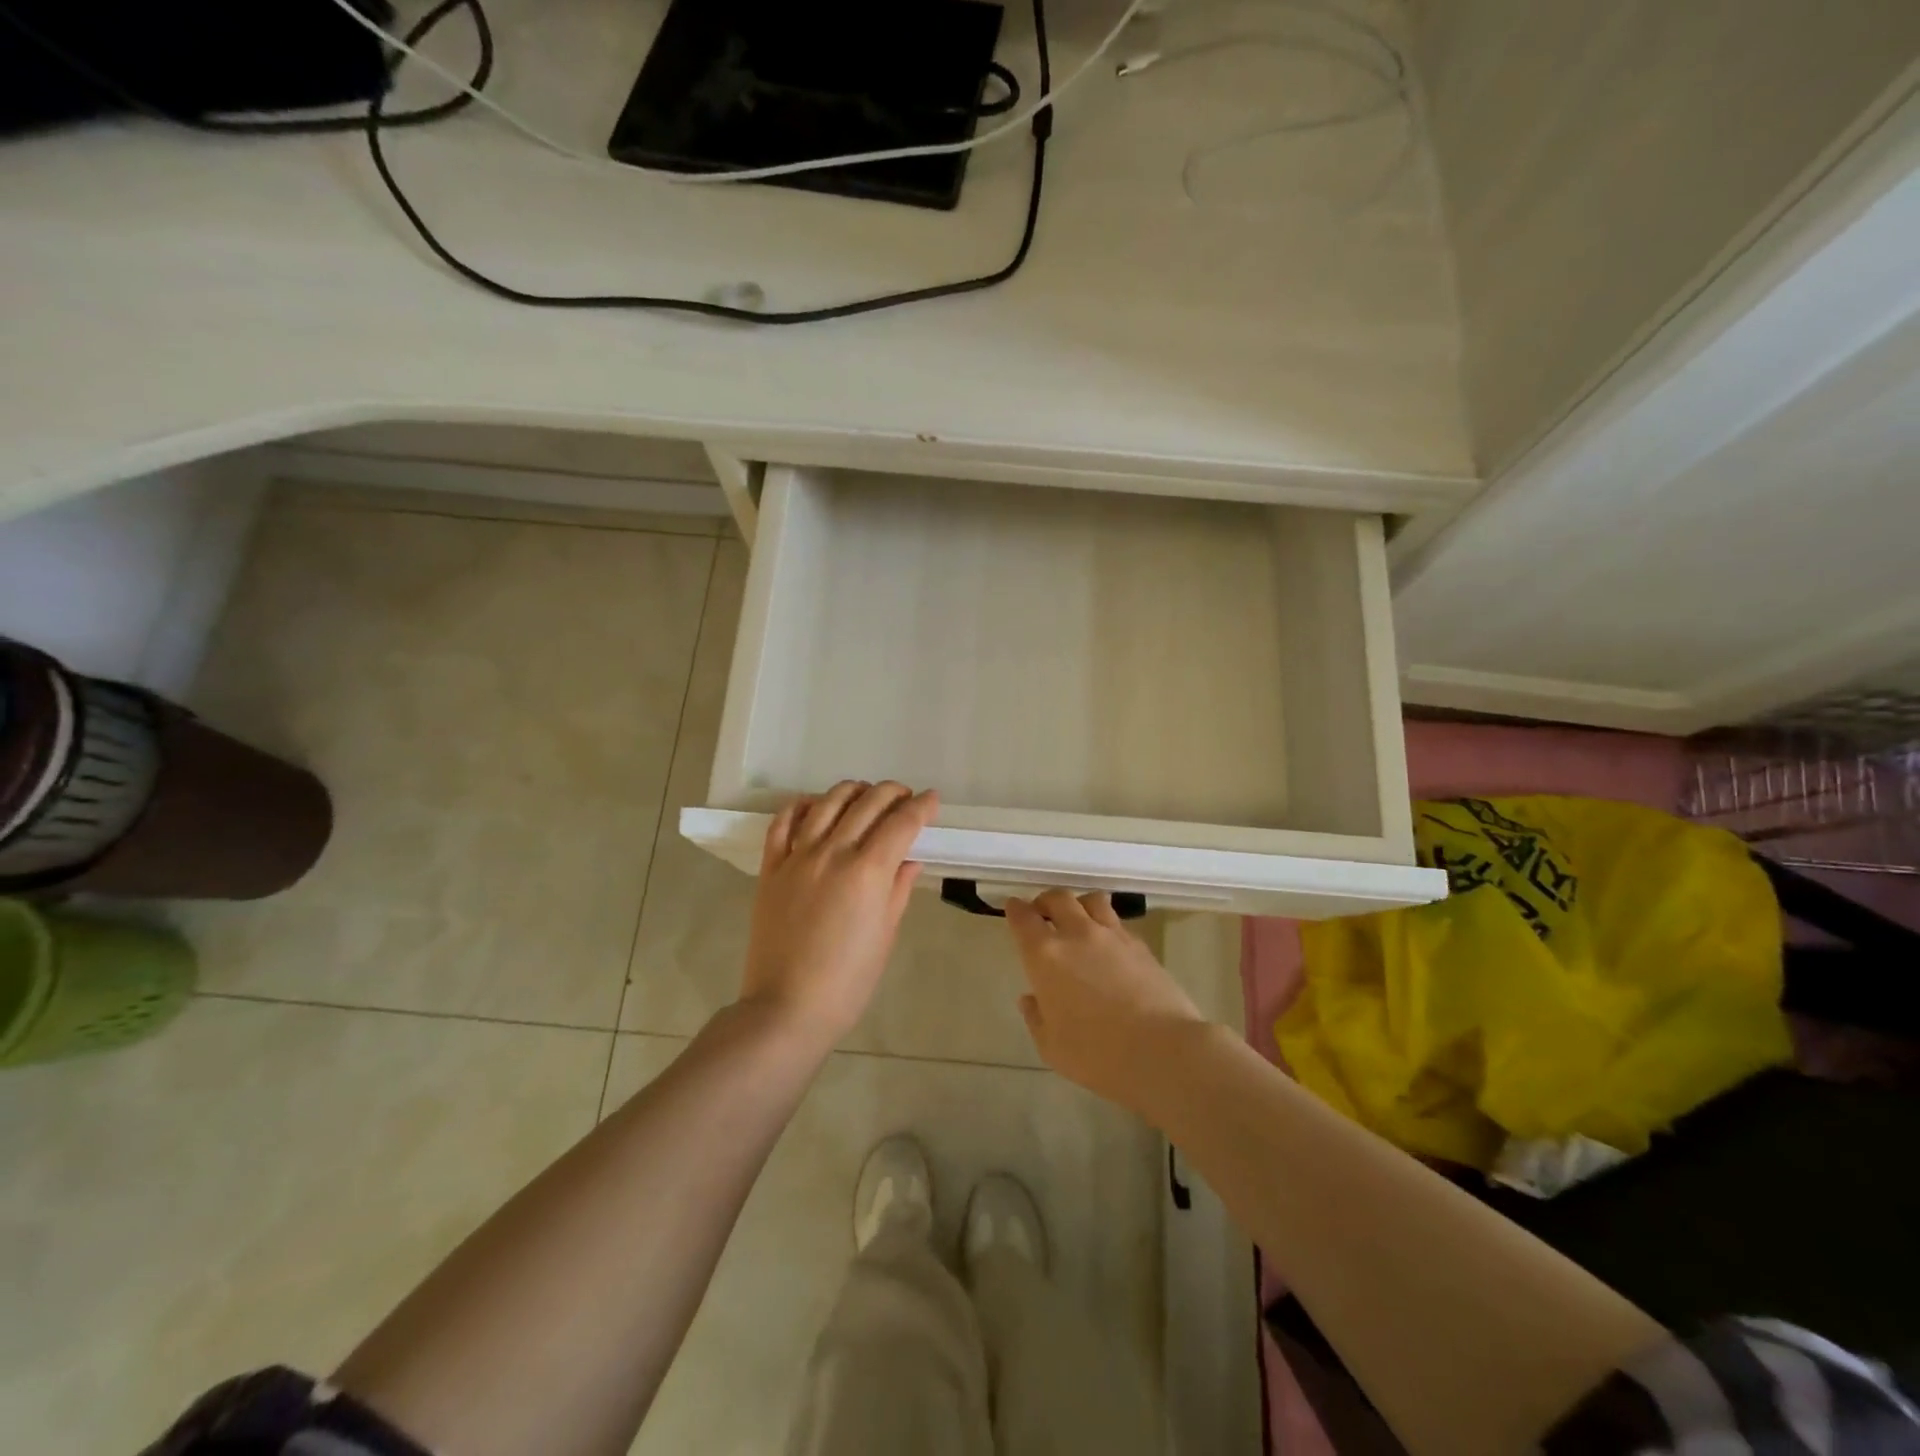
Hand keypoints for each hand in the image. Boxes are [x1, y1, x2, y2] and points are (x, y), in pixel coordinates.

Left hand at [740, 780, 938, 1048]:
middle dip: (893, 793)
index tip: (932, 800)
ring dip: (852, 791)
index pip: (901, 823)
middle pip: (868, 803)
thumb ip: (898, 890)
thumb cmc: (847, 981)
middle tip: (905, 798)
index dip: (921, 807)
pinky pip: (783, 823)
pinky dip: (801, 806)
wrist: (786, 1007)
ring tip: (865, 795)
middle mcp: (833, 852)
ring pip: (827, 803)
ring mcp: (798, 856)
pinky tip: (815, 805)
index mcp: (868, 872)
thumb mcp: (885, 935)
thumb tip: (909, 860)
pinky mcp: (771, 867)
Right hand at [1006, 890, 1206, 1113]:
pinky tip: (1107, 946)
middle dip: (1046, 902)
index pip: (1024, 918)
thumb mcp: (1051, 1047)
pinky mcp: (1140, 945)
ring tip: (1078, 919)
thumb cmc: (1097, 1054)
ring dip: (1078, 904)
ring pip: (1091, 900)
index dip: (1016, 909)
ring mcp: (1112, 936)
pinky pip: (1117, 922)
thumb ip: (1036, 1017)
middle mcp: (1077, 934)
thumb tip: (1031, 998)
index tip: (1013, 908)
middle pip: (1058, 898)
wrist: (1162, 1051)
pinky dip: (1105, 925)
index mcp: (1045, 956)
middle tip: (1043, 914)